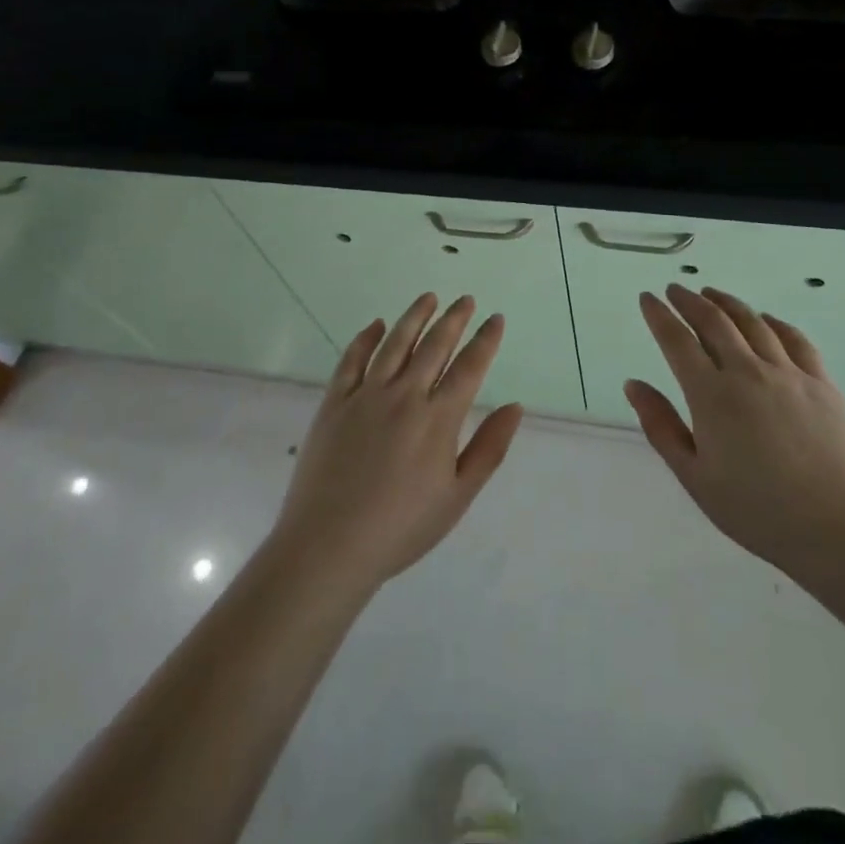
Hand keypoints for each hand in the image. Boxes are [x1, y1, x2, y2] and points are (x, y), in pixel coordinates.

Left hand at [268, 293, 522, 598]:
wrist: (329, 545)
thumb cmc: (401, 528)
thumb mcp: (457, 497)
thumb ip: (489, 448)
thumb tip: (515, 406)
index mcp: (438, 419)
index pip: (469, 367)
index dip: (485, 340)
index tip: (495, 319)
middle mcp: (405, 395)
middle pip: (434, 346)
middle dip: (454, 319)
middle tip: (466, 300)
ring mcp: (366, 395)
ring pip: (395, 343)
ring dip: (414, 317)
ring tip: (429, 298)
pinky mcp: (334, 402)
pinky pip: (352, 360)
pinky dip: (366, 338)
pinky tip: (376, 325)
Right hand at [627, 284, 844, 576]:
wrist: (839, 527)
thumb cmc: (758, 511)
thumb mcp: (695, 477)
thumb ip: (661, 426)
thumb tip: (633, 384)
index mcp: (711, 395)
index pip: (677, 341)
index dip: (659, 315)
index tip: (648, 297)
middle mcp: (747, 372)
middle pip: (713, 321)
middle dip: (689, 300)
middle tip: (675, 289)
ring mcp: (788, 374)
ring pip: (752, 322)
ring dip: (727, 303)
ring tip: (712, 294)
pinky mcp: (821, 383)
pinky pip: (794, 339)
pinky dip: (774, 322)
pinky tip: (766, 319)